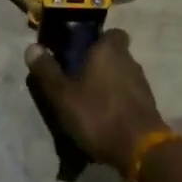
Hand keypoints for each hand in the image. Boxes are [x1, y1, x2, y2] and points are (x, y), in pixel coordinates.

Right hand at [24, 29, 166, 173]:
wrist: (140, 149)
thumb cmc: (98, 114)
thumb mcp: (63, 95)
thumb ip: (47, 71)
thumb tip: (32, 47)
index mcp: (109, 49)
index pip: (111, 32)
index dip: (98, 40)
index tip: (82, 51)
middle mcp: (129, 60)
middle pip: (115, 54)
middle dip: (100, 64)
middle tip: (80, 80)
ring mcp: (142, 83)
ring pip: (123, 75)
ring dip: (110, 84)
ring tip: (91, 103)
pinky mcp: (149, 105)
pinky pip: (130, 96)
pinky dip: (119, 103)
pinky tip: (106, 119)